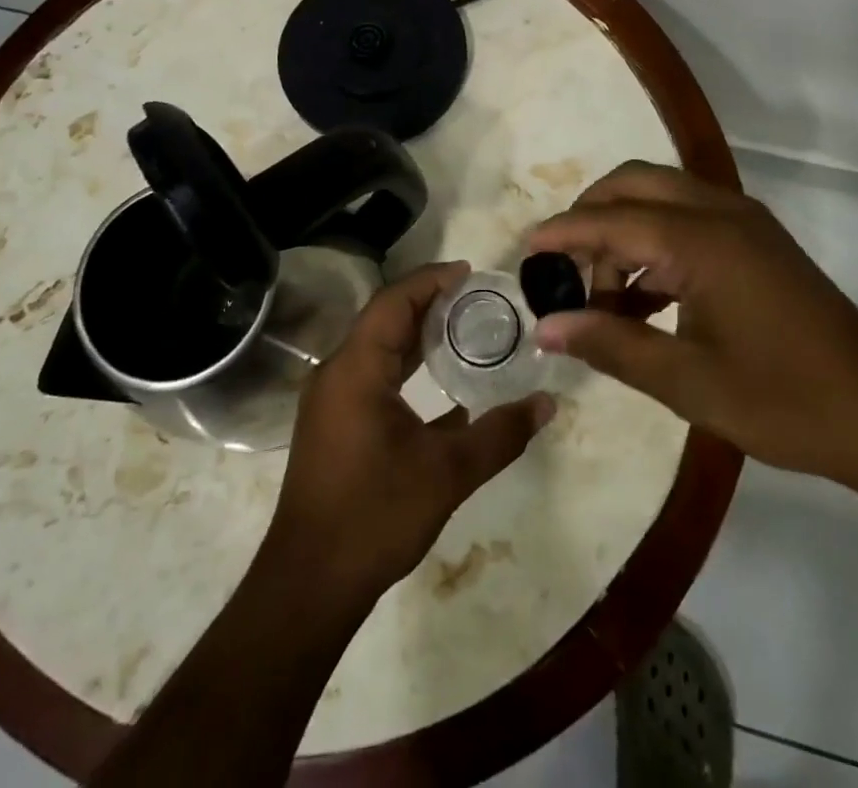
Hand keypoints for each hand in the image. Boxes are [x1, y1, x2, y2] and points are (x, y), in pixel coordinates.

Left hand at [263, 262, 554, 601]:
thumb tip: (547, 403)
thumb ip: (500, 434)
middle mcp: (337, 373)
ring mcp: (332, 400)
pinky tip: (442, 384)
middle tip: (477, 298)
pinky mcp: (335, 424)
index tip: (470, 272)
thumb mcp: (447, 473)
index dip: (431, 280)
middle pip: (385, 319)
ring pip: (378, 349)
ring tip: (464, 328)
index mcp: (356, 368)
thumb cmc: (375, 515)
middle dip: (429, 303)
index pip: (394, 301)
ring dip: (417, 335)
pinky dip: (406, 367)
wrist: (310, 584)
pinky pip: (373, 376)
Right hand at [527, 162, 857, 481]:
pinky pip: (686, 217)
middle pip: (633, 183)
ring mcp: (742, 221)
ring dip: (622, 228)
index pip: (610, 220)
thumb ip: (611, 344)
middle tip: (563, 266)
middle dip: (590, 214)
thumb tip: (545, 328)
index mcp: (701, 240)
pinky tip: (644, 297)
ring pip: (660, 194)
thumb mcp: (687, 382)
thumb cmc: (785, 400)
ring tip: (602, 292)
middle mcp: (719, 212)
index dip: (561, 234)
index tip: (524, 252)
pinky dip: (653, 241)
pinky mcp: (756, 239)